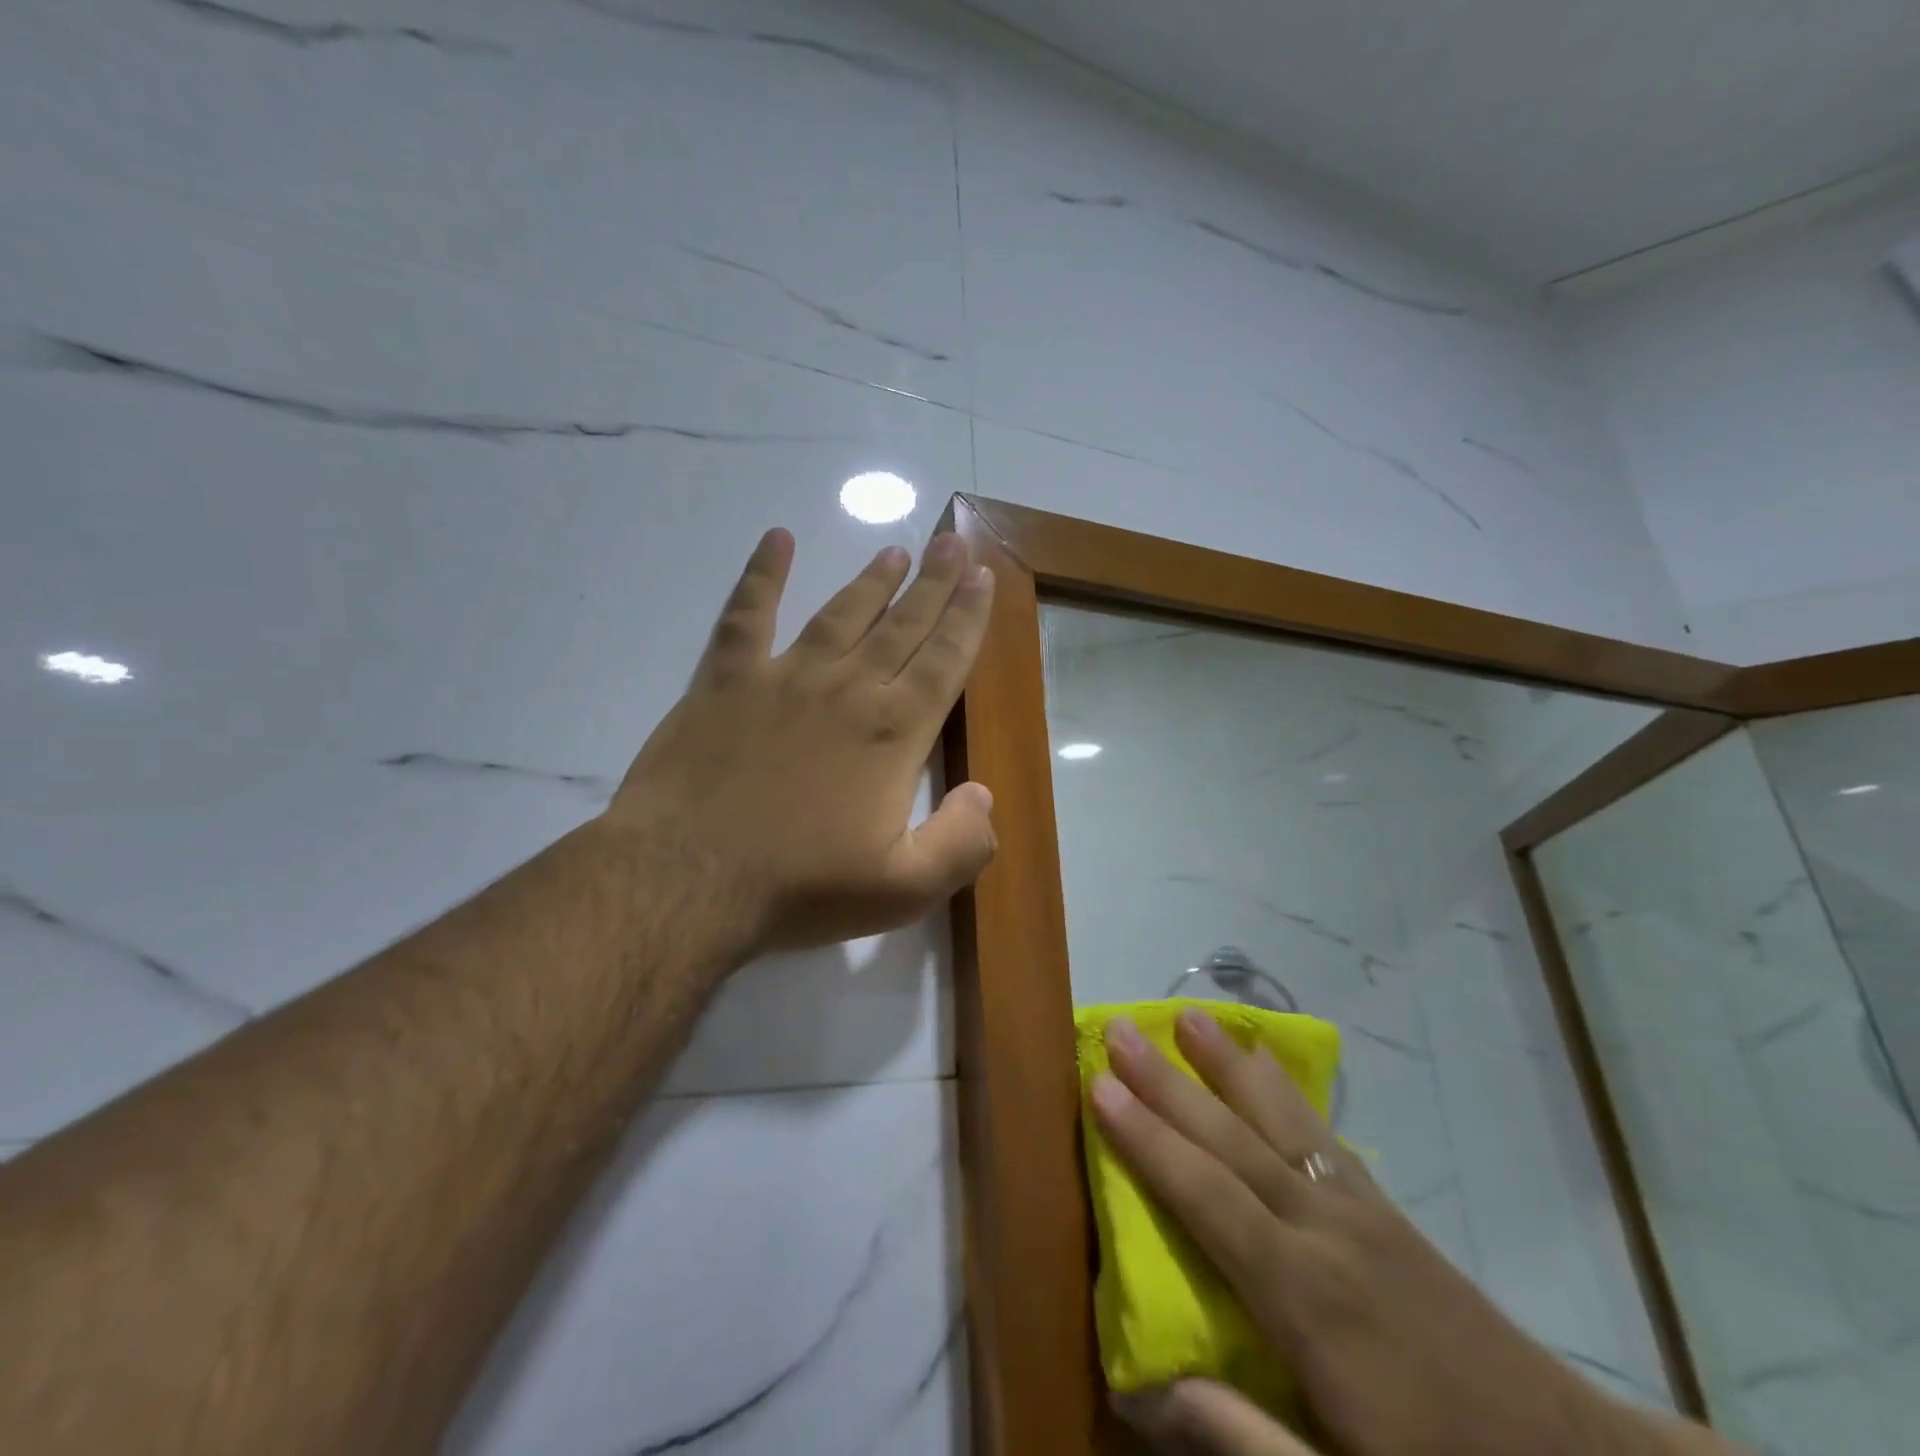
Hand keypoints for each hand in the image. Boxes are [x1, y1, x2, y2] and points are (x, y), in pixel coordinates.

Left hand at [609, 528, 996, 956]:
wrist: (687, 877)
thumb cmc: (800, 886)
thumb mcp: (904, 889)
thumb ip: (961, 843)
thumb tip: (983, 794)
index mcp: (893, 732)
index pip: (944, 660)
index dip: (968, 618)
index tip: (983, 577)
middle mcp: (847, 689)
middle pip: (901, 626)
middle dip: (933, 584)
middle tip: (952, 544)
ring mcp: (783, 678)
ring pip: (840, 614)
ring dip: (870, 581)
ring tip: (894, 550)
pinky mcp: (725, 680)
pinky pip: (748, 614)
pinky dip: (762, 574)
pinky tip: (776, 540)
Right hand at [1091, 1009, 1625, 1455]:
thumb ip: (1239, 1438)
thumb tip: (1139, 1383)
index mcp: (1304, 1295)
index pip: (1205, 1196)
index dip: (1147, 1139)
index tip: (1099, 1086)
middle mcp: (1325, 1230)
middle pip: (1232, 1140)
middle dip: (1169, 1082)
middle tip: (1121, 1029)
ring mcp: (1360, 1209)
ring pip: (1278, 1119)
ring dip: (1227, 1064)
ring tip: (1189, 1017)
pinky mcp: (1385, 1207)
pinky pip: (1321, 1131)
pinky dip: (1283, 1088)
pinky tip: (1265, 1064)